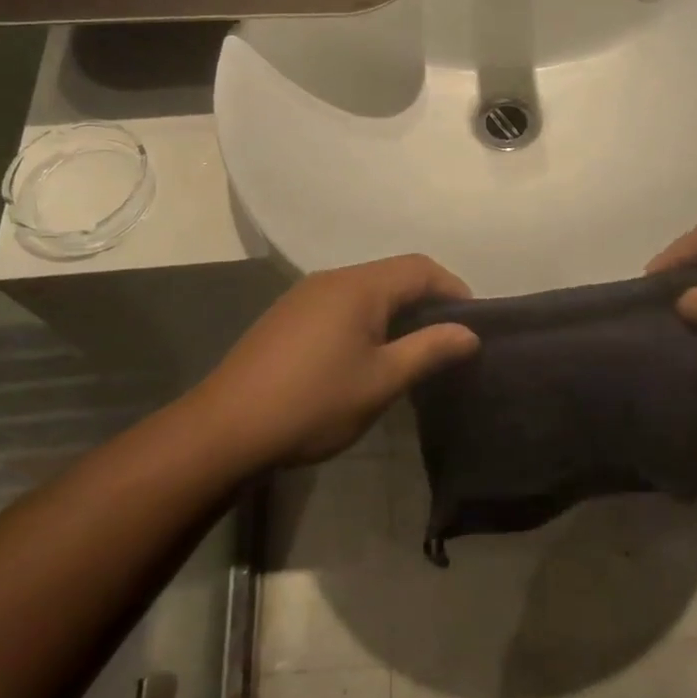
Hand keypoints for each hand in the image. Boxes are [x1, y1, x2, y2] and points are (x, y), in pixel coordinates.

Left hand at [194, 255, 479, 467]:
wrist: (225, 429)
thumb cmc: (313, 403)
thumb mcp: (382, 381)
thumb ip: (430, 350)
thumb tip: (469, 333)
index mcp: (359, 286)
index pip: (421, 268)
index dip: (453, 289)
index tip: (471, 325)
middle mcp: (332, 279)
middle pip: (394, 275)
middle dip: (427, 301)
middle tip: (448, 341)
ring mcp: (305, 296)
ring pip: (367, 291)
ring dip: (397, 312)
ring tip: (414, 351)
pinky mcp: (288, 317)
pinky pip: (342, 305)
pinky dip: (368, 320)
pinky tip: (367, 356)